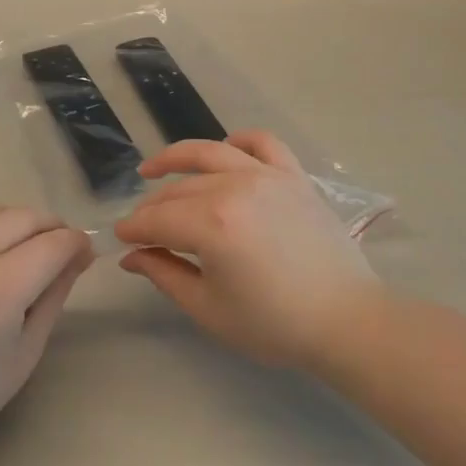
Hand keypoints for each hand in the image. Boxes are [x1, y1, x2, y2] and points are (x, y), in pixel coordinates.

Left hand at [0, 206, 92, 465]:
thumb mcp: (25, 351)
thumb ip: (55, 293)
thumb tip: (79, 254)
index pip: (53, 243)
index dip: (76, 243)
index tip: (84, 253)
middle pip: (22, 216)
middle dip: (48, 227)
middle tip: (56, 248)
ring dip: (11, 224)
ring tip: (15, 250)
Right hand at [114, 131, 381, 368]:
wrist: (345, 320)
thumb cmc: (274, 324)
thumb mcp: (209, 308)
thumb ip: (165, 275)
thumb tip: (132, 256)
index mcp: (211, 224)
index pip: (157, 219)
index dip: (133, 229)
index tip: (119, 238)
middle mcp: (234, 187)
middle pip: (179, 189)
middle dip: (151, 207)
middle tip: (140, 225)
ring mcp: (266, 175)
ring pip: (210, 154)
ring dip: (177, 158)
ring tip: (154, 168)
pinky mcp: (293, 175)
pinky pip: (261, 142)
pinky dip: (239, 141)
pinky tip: (225, 149)